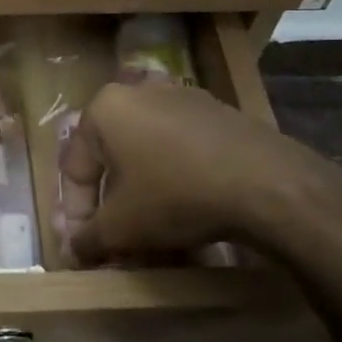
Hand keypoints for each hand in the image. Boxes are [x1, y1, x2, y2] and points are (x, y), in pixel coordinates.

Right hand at [59, 81, 341, 265]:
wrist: (267, 183)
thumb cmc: (175, 196)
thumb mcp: (121, 227)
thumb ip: (88, 238)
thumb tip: (75, 248)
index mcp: (104, 109)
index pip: (75, 168)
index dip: (75, 214)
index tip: (84, 247)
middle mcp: (138, 92)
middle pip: (113, 160)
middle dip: (112, 206)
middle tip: (117, 242)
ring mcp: (182, 97)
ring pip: (147, 155)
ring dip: (143, 196)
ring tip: (153, 235)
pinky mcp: (217, 112)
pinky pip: (180, 150)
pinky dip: (174, 180)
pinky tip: (186, 213)